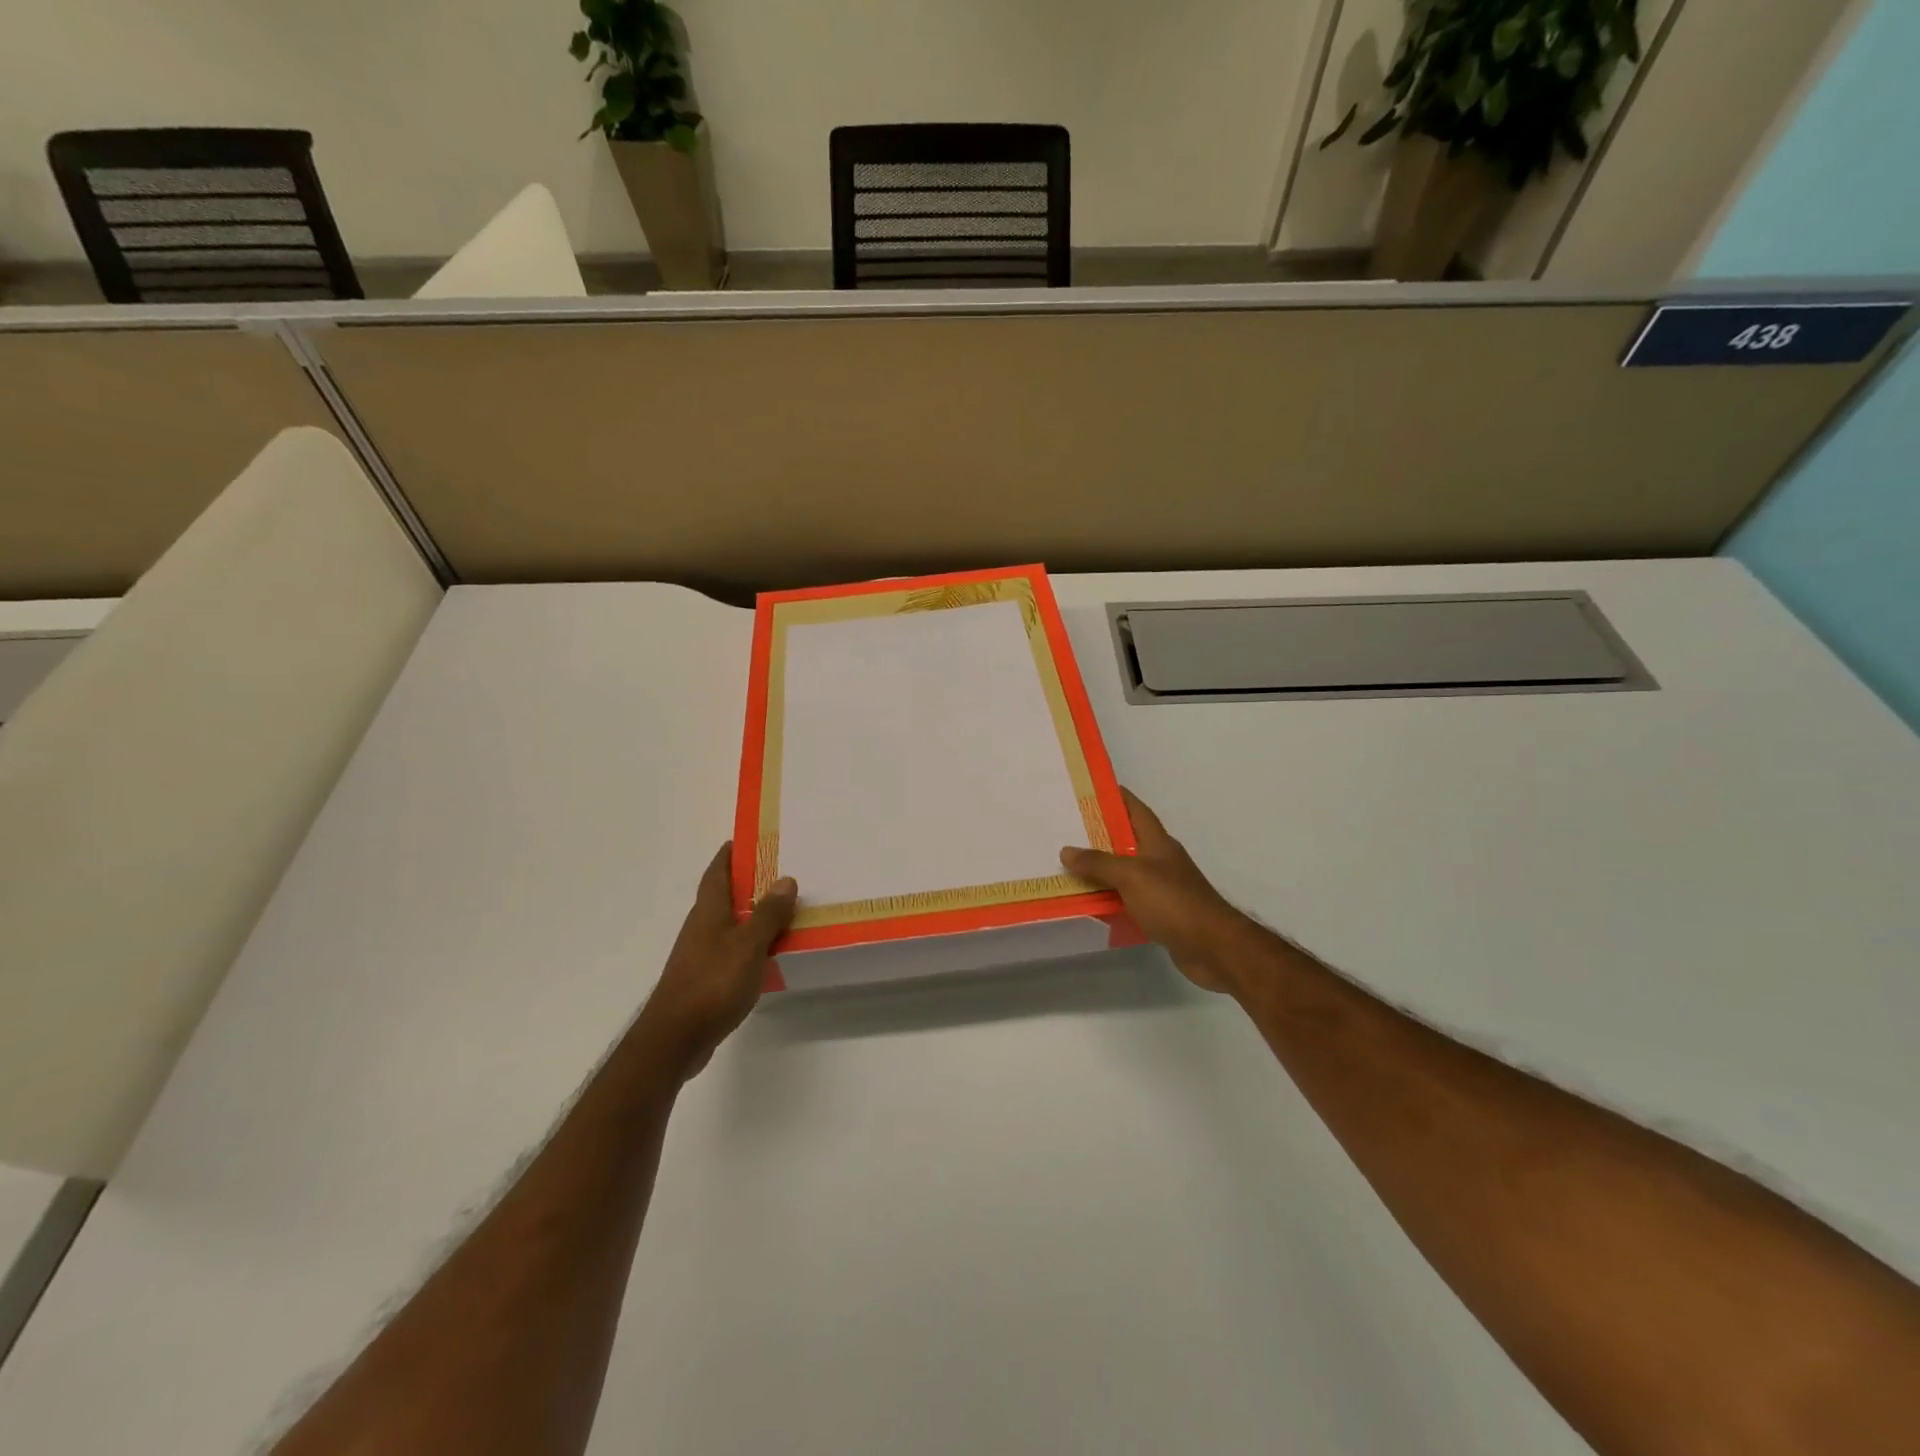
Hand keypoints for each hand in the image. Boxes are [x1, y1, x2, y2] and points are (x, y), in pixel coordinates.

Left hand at [639, 844, 796, 1077]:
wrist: (675, 1039)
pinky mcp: (705, 980)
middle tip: (778, 873)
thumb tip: (785, 879)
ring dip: (750, 915)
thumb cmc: (713, 983)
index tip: (747, 840)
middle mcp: (701, 928)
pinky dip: (749, 944)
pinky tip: (767, 953)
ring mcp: (700, 955)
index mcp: (708, 912)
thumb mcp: (749, 945)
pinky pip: (731, 950)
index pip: (716, 872)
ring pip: (728, 924)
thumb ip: (768, 913)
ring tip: (781, 911)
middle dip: (746, 883)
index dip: (729, 854)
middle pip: (722, 896)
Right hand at [1062, 789, 1253, 993]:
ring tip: (1068, 865)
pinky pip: (1127, 900)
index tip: (1090, 789)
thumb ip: (1099, 863)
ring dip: (1101, 870)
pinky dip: (1109, 899)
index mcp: (1157, 842)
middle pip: (1126, 840)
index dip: (1116, 797)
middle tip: (1066, 829)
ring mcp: (1161, 888)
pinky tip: (1089, 902)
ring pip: (1124, 872)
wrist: (1211, 946)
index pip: (1135, 809)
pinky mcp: (1160, 913)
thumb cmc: (1173, 901)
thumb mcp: (1131, 875)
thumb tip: (1066, 850)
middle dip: (1099, 834)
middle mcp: (1160, 860)